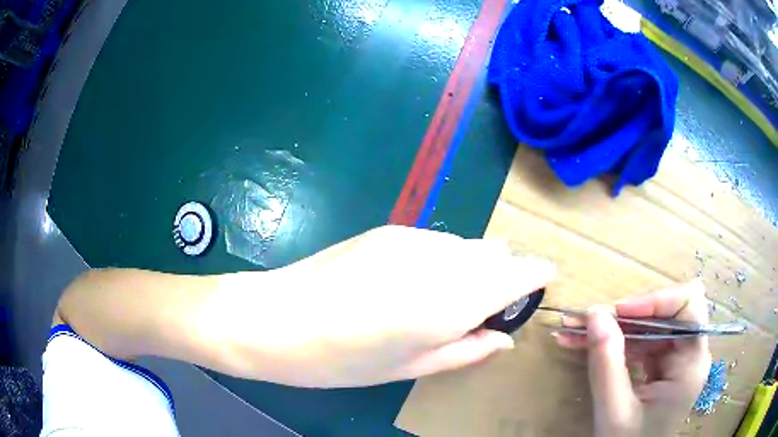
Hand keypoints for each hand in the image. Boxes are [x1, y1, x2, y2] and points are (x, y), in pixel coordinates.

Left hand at [223, 226, 555, 387]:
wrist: (277, 319)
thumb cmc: (343, 360)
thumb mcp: (410, 368)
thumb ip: (466, 351)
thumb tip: (503, 338)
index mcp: (453, 301)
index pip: (519, 272)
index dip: (537, 275)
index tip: (543, 283)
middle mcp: (442, 260)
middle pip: (496, 254)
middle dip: (504, 275)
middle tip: (485, 307)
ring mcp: (413, 238)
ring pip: (467, 245)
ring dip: (473, 267)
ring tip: (445, 299)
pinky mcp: (389, 230)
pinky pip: (437, 241)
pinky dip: (445, 259)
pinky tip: (413, 283)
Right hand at [556, 280, 711, 436]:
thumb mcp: (614, 411)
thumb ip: (607, 364)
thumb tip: (594, 313)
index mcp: (691, 363)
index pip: (688, 307)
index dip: (655, 301)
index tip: (618, 311)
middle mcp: (689, 354)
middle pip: (665, 313)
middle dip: (626, 315)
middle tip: (588, 319)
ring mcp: (675, 360)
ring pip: (648, 326)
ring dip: (613, 327)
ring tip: (575, 330)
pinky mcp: (662, 367)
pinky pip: (640, 344)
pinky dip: (614, 343)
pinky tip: (585, 343)